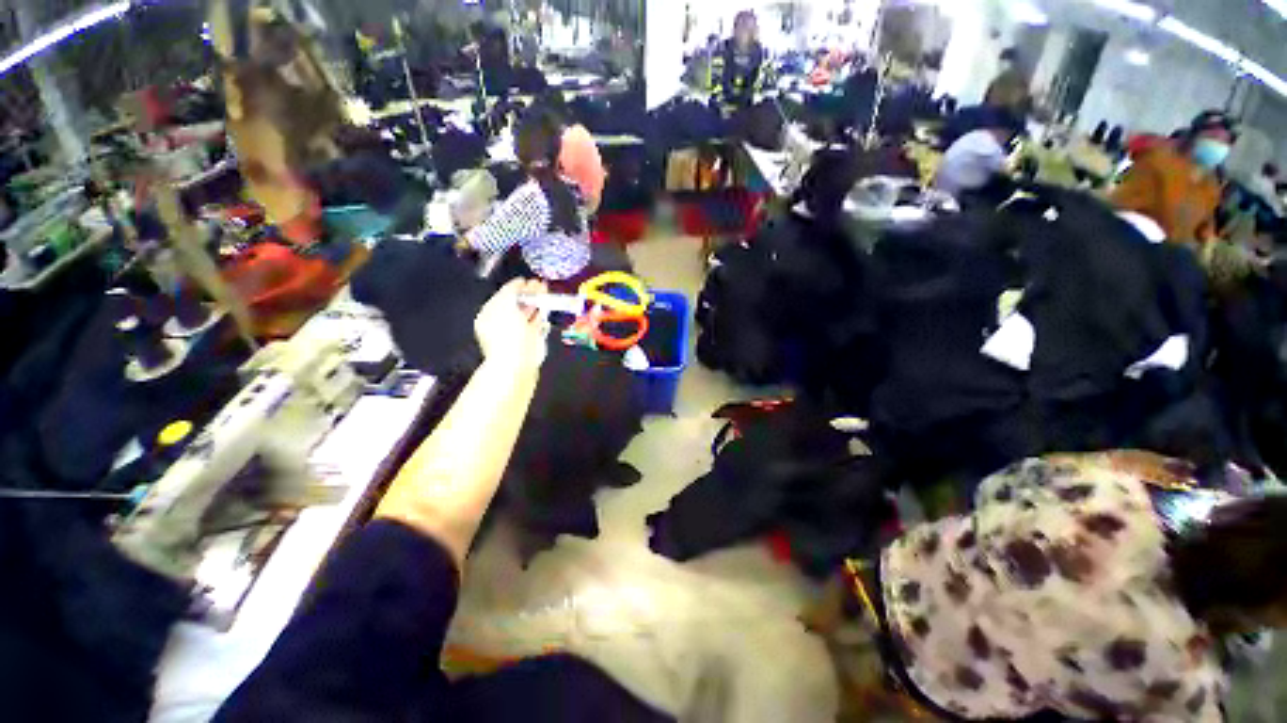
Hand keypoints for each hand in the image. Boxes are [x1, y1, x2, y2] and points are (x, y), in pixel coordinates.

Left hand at [475, 278, 549, 368]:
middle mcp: (503, 322)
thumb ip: (511, 291)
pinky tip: (547, 306)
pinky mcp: (532, 339)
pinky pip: (537, 323)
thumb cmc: (506, 331)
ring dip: (538, 301)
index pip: (503, 296)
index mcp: (490, 314)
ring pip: (529, 312)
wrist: (517, 360)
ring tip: (546, 290)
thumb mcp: (504, 304)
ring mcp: (518, 331)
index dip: (515, 287)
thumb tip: (519, 283)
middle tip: (540, 283)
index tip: (526, 280)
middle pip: (517, 303)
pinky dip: (542, 314)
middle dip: (529, 293)